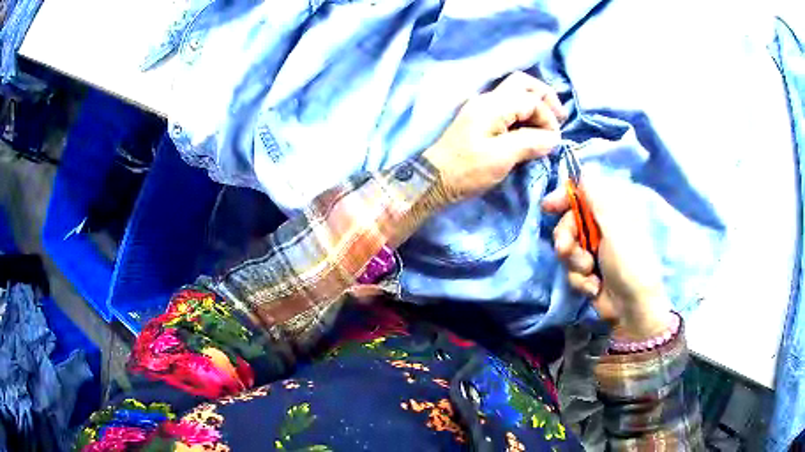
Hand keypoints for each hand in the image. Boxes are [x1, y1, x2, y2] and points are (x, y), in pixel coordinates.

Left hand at [423, 72, 566, 205]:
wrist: (434, 180)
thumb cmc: (466, 170)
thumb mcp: (502, 157)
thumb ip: (530, 143)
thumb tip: (553, 139)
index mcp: (493, 105)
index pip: (531, 100)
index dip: (547, 117)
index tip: (553, 141)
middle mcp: (488, 100)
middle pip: (523, 84)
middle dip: (545, 98)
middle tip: (559, 117)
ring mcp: (483, 108)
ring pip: (516, 93)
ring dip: (536, 105)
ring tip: (549, 124)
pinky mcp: (481, 120)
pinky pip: (509, 108)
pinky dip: (525, 114)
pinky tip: (532, 129)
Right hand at [542, 174, 672, 339]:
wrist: (631, 308)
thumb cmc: (630, 263)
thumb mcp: (615, 226)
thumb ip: (597, 197)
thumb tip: (583, 168)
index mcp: (614, 210)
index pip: (583, 192)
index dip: (564, 197)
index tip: (549, 207)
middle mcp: (603, 226)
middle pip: (569, 220)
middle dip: (566, 237)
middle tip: (567, 249)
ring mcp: (595, 249)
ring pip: (567, 246)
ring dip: (574, 262)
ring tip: (589, 272)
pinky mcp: (588, 270)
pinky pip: (570, 268)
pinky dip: (580, 279)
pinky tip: (594, 286)